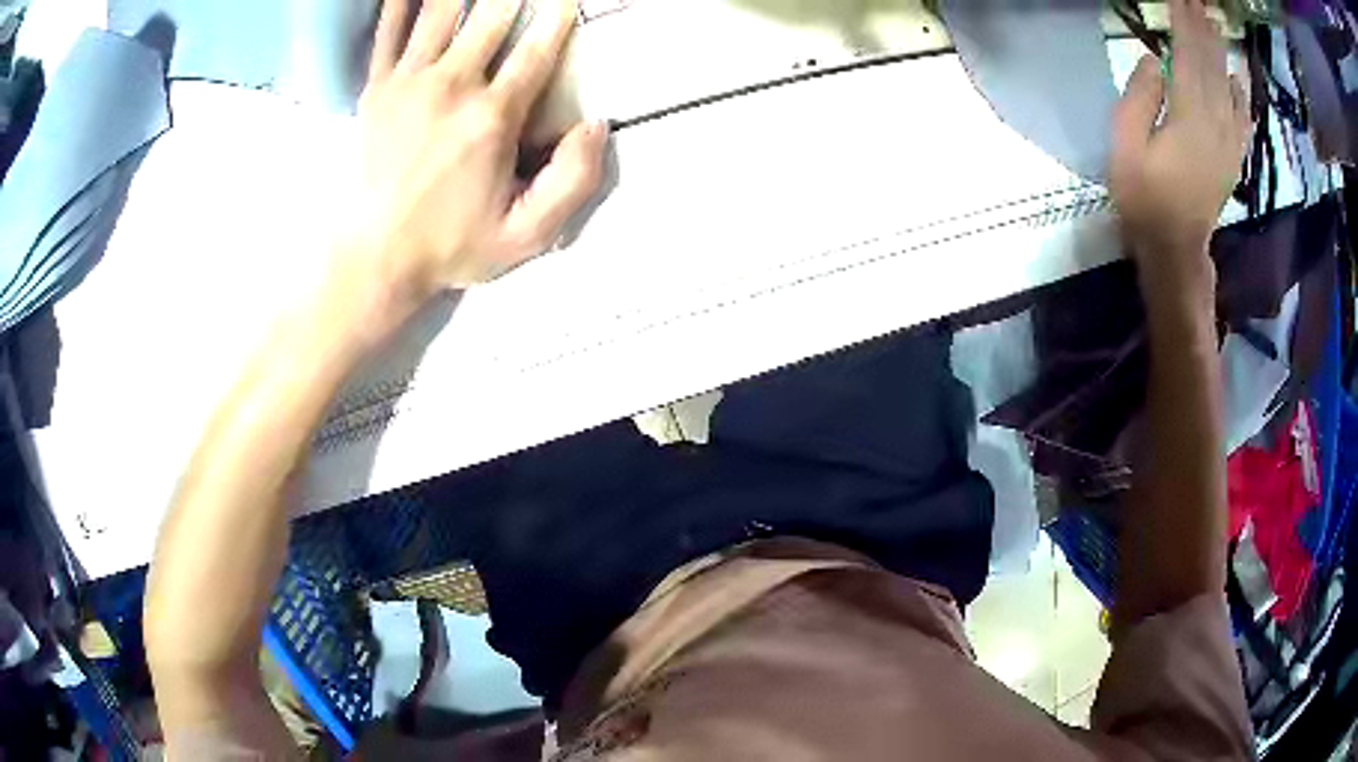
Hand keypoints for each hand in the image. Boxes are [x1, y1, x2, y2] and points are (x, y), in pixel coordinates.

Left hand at [340, 0, 606, 319]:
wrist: (373, 259)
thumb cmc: (450, 246)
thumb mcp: (526, 235)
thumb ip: (572, 182)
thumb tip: (596, 126)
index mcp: (492, 118)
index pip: (536, 52)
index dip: (557, 18)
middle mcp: (452, 87)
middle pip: (490, 18)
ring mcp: (408, 83)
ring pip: (441, 14)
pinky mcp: (376, 90)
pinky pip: (388, 34)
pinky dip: (399, 5)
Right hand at [1109, 0, 1250, 284]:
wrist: (1176, 247)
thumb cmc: (1144, 196)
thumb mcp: (1126, 146)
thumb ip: (1138, 98)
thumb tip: (1153, 59)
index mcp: (1188, 117)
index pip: (1187, 56)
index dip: (1183, 24)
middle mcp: (1215, 123)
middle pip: (1210, 65)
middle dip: (1203, 29)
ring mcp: (1228, 141)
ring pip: (1227, 85)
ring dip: (1220, 51)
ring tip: (1213, 22)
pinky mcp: (1233, 156)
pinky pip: (1242, 119)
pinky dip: (1241, 95)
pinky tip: (1237, 76)